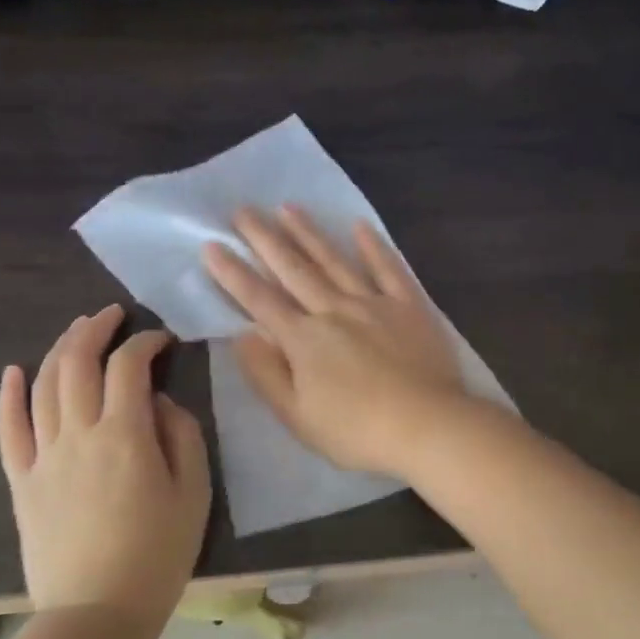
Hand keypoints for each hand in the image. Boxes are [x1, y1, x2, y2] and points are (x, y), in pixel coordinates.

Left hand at [0, 305, 211, 622]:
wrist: (96, 612)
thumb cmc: (157, 555)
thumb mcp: (193, 493)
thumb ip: (183, 437)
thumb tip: (161, 403)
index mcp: (125, 435)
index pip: (129, 367)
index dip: (145, 342)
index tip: (162, 339)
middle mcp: (78, 434)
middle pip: (77, 363)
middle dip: (95, 330)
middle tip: (112, 315)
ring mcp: (43, 456)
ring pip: (44, 386)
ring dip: (60, 350)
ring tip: (77, 331)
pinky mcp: (22, 481)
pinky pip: (9, 429)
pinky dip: (10, 395)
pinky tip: (15, 371)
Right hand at [202, 205, 468, 475]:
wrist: (427, 426)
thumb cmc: (357, 431)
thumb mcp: (297, 416)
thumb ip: (266, 374)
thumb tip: (242, 335)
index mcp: (304, 339)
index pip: (260, 300)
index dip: (233, 273)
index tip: (212, 245)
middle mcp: (334, 310)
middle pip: (293, 269)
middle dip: (265, 239)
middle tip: (243, 210)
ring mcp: (373, 303)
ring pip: (335, 261)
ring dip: (309, 233)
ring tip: (288, 207)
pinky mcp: (408, 306)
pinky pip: (388, 268)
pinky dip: (373, 246)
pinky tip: (359, 226)